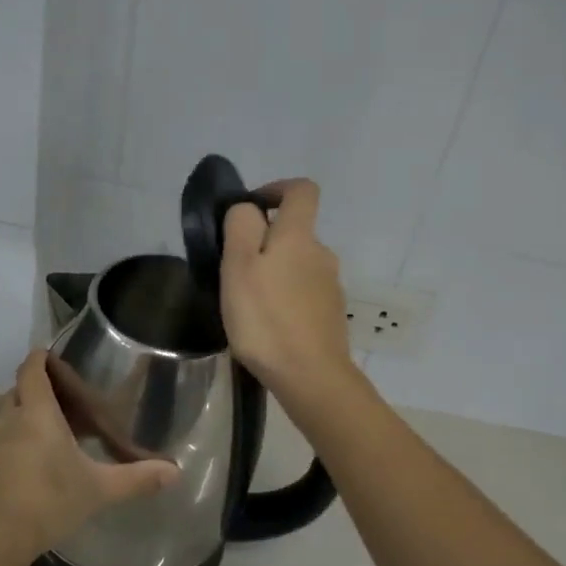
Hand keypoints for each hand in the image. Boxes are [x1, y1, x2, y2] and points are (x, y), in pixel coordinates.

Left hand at [0, 350, 179, 565]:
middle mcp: (7, 420)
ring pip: (1, 419)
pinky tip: (19, 473)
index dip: (39, 358)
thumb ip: (136, 478)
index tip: (50, 356)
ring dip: (17, 422)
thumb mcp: (98, 490)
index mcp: (37, 413)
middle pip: (15, 392)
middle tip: (58, 406)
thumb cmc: (49, 501)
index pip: (32, 370)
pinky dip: (4, 449)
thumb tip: (175, 472)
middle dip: (32, 392)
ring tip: (40, 441)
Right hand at [220, 179, 354, 397]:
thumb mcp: (238, 266)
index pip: (302, 190)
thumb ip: (241, 227)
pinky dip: (285, 298)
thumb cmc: (266, 318)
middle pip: (295, 232)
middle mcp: (322, 254)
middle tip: (234, 271)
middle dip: (266, 242)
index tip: (251, 209)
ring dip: (275, 273)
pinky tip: (268, 325)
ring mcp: (330, 286)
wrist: (310, 376)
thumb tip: (248, 208)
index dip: (276, 189)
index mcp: (299, 236)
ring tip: (247, 302)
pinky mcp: (330, 314)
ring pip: (298, 265)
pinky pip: (304, 293)